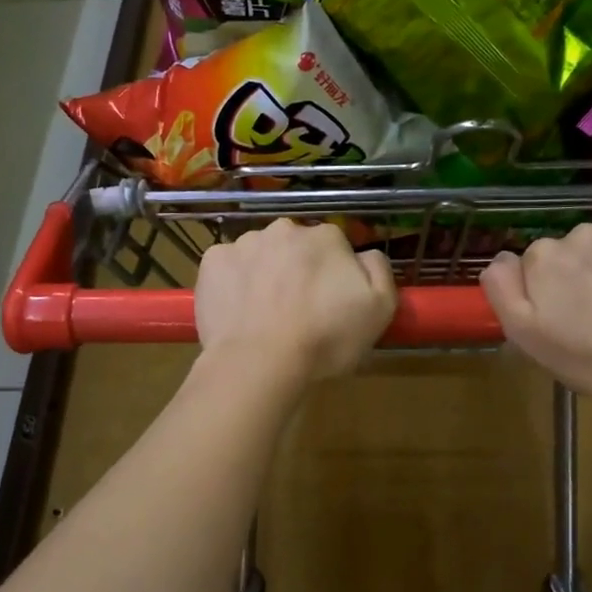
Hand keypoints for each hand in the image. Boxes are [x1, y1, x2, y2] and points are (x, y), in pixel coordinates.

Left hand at [195, 220, 396, 385]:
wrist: (259, 362)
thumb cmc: (325, 338)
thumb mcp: (380, 309)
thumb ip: (378, 270)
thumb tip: (365, 255)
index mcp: (325, 236)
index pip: (335, 248)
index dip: (334, 276)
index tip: (329, 304)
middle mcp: (284, 229)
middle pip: (295, 247)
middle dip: (297, 270)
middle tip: (297, 310)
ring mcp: (243, 243)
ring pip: (260, 255)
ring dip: (264, 274)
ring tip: (264, 315)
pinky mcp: (212, 262)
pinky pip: (228, 267)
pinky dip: (233, 283)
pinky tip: (239, 311)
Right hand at [481, 223, 591, 409]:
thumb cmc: (587, 355)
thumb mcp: (524, 334)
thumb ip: (501, 289)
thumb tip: (499, 259)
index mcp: (545, 254)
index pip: (534, 265)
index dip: (544, 292)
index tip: (560, 319)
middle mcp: (583, 233)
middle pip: (571, 253)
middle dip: (577, 276)